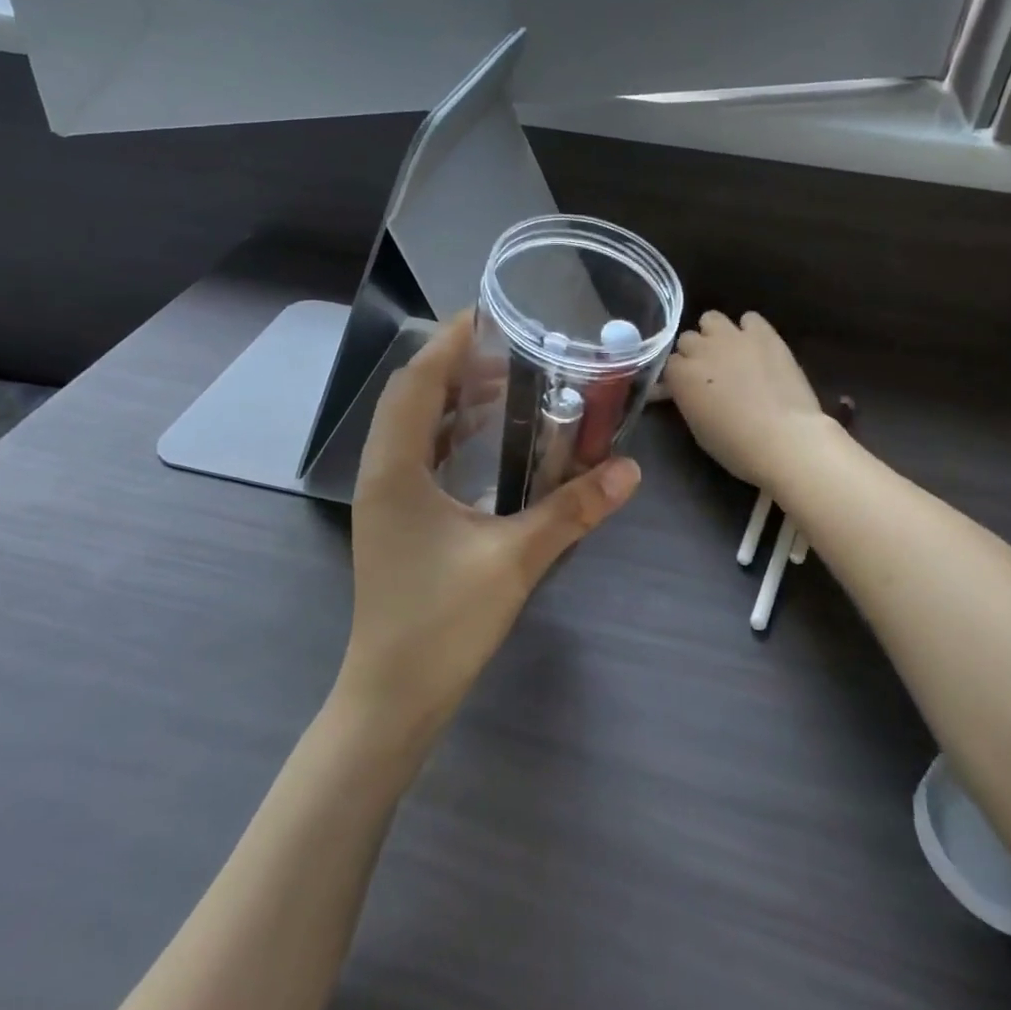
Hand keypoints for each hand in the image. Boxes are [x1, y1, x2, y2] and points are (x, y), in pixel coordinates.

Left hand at [339, 313, 641, 741]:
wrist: (393, 696)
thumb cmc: (442, 624)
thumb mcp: (514, 559)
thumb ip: (572, 510)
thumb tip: (629, 469)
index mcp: (395, 469)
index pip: (416, 381)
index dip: (449, 341)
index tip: (489, 312)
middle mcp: (381, 472)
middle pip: (412, 396)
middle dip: (457, 365)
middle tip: (512, 347)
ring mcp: (385, 498)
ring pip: (414, 427)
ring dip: (454, 399)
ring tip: (507, 383)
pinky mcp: (397, 520)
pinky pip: (421, 456)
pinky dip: (452, 435)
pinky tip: (490, 441)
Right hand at [663, 311, 828, 492]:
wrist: (784, 438)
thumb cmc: (736, 445)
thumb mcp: (697, 427)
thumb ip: (686, 399)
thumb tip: (679, 390)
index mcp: (680, 375)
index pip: (669, 363)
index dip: (679, 375)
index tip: (688, 387)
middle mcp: (701, 348)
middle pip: (687, 339)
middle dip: (694, 353)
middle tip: (709, 372)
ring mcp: (733, 337)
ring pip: (711, 319)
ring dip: (715, 334)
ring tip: (729, 352)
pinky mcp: (764, 333)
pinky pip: (749, 319)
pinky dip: (749, 330)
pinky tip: (757, 347)